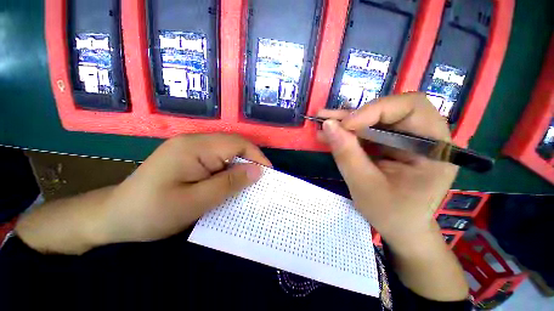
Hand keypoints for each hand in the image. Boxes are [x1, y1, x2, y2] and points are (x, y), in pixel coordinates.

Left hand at [16, 134, 270, 253]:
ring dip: (241, 167)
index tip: (268, 175)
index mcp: (195, 147)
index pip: (237, 144)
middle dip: (251, 162)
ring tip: (249, 184)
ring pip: (228, 153)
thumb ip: (229, 184)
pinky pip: (218, 160)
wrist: (115, 216)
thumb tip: (257, 172)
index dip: (257, 157)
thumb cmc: (152, 212)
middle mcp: (195, 141)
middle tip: (260, 182)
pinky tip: (231, 183)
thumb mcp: (195, 202)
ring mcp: (191, 148)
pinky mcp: (190, 157)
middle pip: (234, 146)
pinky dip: (229, 171)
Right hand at [317, 93, 456, 248]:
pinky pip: (369, 131)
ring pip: (375, 119)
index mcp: (435, 149)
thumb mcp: (365, 186)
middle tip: (327, 119)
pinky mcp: (392, 144)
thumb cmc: (391, 214)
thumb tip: (327, 125)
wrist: (401, 228)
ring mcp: (407, 139)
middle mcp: (425, 137)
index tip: (344, 125)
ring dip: (347, 122)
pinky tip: (330, 135)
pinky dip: (348, 133)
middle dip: (356, 115)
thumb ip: (347, 154)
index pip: (410, 108)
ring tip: (322, 122)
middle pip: (391, 109)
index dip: (375, 110)